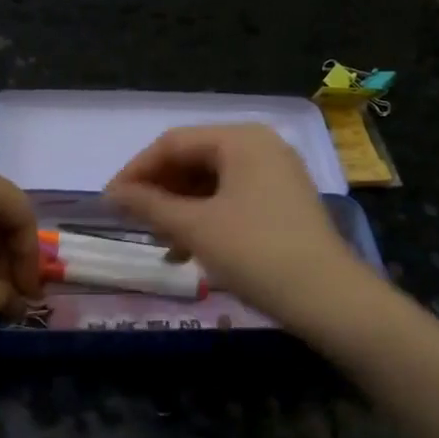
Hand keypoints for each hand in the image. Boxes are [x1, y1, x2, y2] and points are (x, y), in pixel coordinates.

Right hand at [102, 124, 371, 324]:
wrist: (329, 298)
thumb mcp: (195, 228)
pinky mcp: (284, 201)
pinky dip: (206, 217)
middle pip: (194, 159)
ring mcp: (276, 173)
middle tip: (134, 222)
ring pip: (212, 181)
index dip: (136, 170)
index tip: (110, 201)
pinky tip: (190, 249)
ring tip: (160, 241)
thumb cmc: (255, 253)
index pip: (173, 142)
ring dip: (180, 208)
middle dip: (160, 190)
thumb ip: (149, 204)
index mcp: (240, 138)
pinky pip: (232, 197)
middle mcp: (260, 145)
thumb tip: (112, 193)